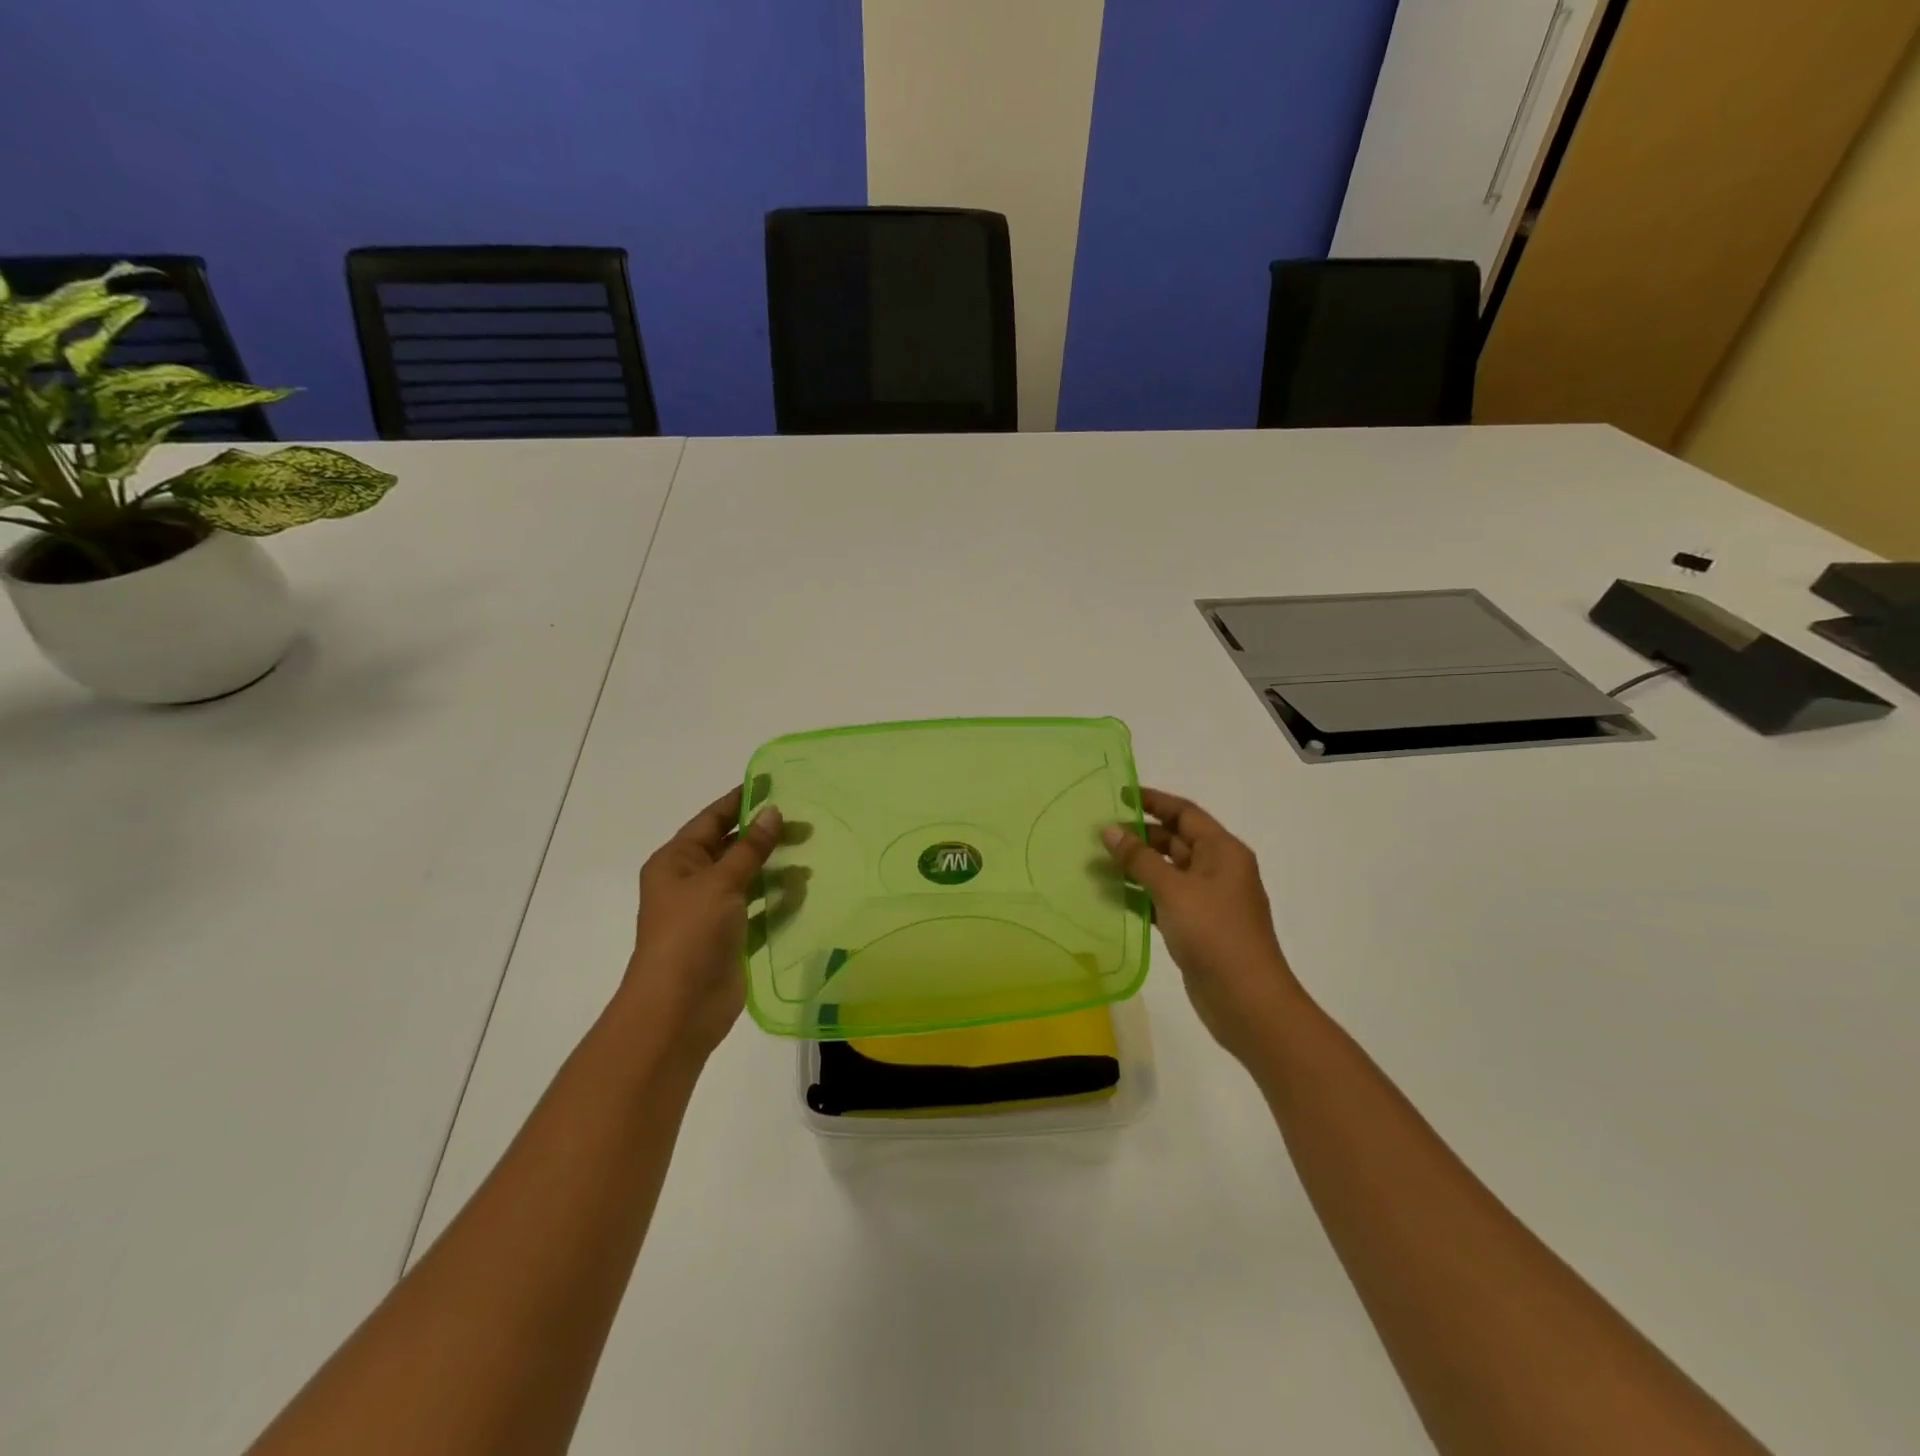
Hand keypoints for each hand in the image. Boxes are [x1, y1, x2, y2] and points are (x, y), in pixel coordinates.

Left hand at [624, 786, 781, 1059]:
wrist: (679, 1007)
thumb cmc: (691, 933)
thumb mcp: (721, 881)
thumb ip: (750, 848)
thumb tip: (773, 812)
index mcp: (676, 862)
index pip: (711, 820)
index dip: (740, 801)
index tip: (772, 784)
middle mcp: (691, 883)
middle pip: (732, 849)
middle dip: (766, 837)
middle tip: (806, 825)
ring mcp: (711, 913)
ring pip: (749, 880)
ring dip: (776, 870)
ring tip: (811, 859)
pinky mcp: (731, 939)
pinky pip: (759, 911)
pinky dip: (778, 902)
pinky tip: (805, 892)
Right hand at [1102, 787, 1303, 1065]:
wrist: (1247, 1001)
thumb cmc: (1214, 934)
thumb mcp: (1174, 890)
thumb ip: (1139, 859)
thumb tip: (1109, 830)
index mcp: (1223, 851)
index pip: (1184, 814)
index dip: (1153, 801)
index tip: (1118, 794)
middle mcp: (1218, 870)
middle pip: (1175, 841)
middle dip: (1139, 835)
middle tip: (1098, 833)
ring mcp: (1208, 900)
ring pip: (1167, 872)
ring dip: (1136, 867)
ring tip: (1096, 863)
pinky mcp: (1197, 927)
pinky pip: (1164, 900)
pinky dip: (1141, 895)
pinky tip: (1111, 896)